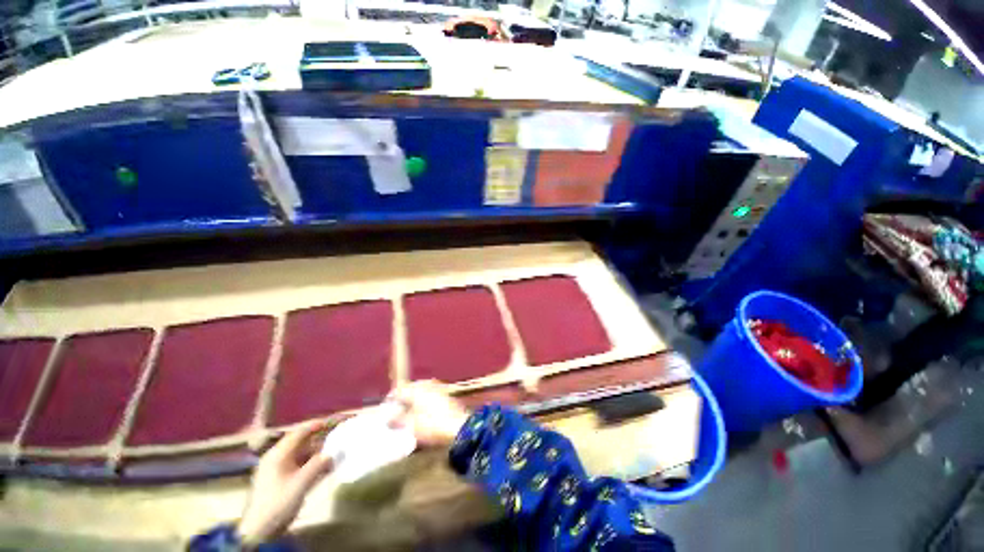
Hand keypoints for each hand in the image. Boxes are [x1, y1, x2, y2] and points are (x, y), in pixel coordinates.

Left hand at [238, 420, 333, 545]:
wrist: (259, 530)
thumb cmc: (278, 503)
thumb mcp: (300, 484)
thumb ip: (318, 465)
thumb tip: (333, 452)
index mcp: (278, 455)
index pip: (298, 433)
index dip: (315, 426)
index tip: (332, 423)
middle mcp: (277, 458)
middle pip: (301, 443)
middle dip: (319, 440)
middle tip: (337, 438)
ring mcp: (279, 469)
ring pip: (302, 454)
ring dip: (318, 454)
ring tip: (335, 455)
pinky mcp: (282, 479)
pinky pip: (300, 465)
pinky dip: (313, 464)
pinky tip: (326, 469)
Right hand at [388, 380, 468, 446]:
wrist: (460, 428)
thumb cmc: (432, 426)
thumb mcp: (410, 425)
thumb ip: (398, 420)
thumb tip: (389, 418)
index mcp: (417, 389)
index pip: (399, 389)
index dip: (390, 399)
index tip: (385, 410)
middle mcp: (428, 385)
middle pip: (411, 389)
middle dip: (402, 399)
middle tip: (396, 412)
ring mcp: (438, 389)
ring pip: (421, 392)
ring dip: (413, 401)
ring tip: (408, 415)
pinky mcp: (446, 397)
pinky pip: (430, 396)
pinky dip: (424, 403)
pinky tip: (422, 415)